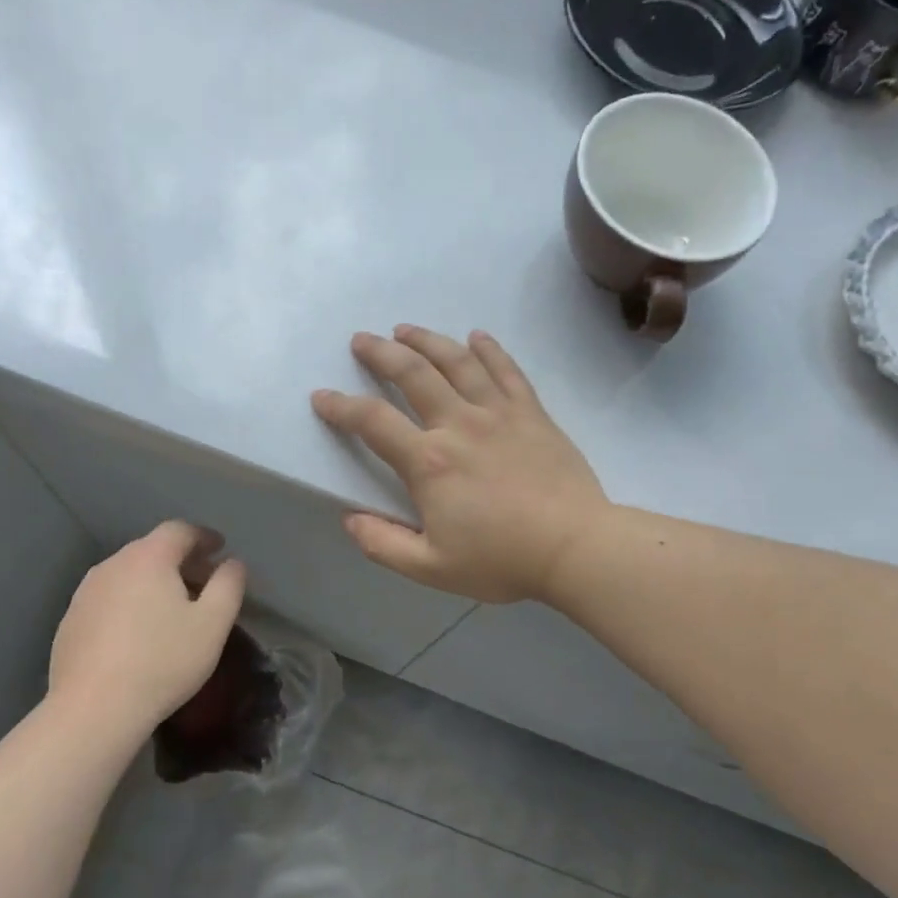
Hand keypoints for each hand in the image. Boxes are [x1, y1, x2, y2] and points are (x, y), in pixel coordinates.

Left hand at [47, 521, 246, 731]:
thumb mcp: (213, 624)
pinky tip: (139, 633)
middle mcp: (113, 565)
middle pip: (152, 549)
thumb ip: (229, 585)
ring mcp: (86, 593)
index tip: (221, 549)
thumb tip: (232, 563)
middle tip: (204, 582)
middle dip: (182, 560)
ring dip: (154, 582)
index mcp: (148, 558)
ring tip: (173, 609)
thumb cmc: (163, 661)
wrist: (94, 709)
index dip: (204, 536)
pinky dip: (130, 603)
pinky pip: (109, 598)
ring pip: (128, 574)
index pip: (180, 530)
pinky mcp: (71, 621)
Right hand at [312, 327, 609, 602]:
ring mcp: (499, 413)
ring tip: (405, 329)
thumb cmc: (501, 559)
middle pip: (413, 374)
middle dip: (381, 353)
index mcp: (429, 462)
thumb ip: (383, 544)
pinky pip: (507, 371)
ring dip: (427, 340)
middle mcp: (459, 424)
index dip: (341, 407)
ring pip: (457, 362)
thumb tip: (349, 520)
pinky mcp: (531, 413)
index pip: (373, 422)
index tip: (322, 396)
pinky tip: (476, 336)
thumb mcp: (431, 568)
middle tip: (361, 340)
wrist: (575, 547)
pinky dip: (489, 349)